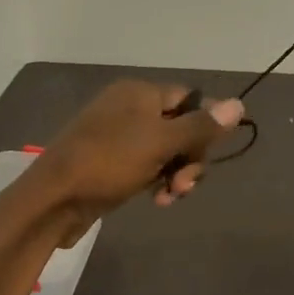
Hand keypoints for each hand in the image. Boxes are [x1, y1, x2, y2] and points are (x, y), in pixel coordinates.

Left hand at [22, 80, 243, 243]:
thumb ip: (200, 125)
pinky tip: (158, 200)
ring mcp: (118, 138)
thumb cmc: (109, 162)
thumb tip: (239, 103)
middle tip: (184, 184)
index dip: (204, 125)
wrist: (54, 199)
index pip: (188, 99)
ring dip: (176, 174)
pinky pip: (147, 167)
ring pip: (165, 152)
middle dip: (190, 157)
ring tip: (170, 196)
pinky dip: (157, 181)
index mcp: (138, 93)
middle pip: (180, 128)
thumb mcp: (160, 142)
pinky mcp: (111, 165)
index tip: (210, 152)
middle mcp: (128, 109)